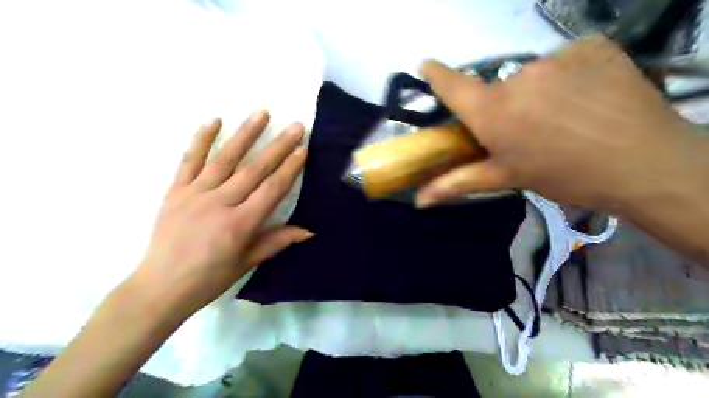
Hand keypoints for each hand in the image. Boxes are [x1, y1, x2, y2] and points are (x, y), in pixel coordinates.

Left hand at [133, 111, 310, 316]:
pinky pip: (188, 161)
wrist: (160, 286)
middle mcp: (220, 203)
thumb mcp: (248, 262)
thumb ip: (277, 241)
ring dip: (245, 134)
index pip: (271, 189)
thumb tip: (309, 230)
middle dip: (278, 146)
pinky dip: (201, 139)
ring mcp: (195, 194)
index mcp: (240, 224)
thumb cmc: (210, 278)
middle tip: (295, 126)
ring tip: (262, 113)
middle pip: (254, 170)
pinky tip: (214, 121)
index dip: (289, 169)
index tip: (303, 150)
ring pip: (225, 159)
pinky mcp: (175, 191)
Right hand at [417, 34, 696, 211]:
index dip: (436, 74)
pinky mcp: (590, 46)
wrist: (643, 163)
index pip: (452, 85)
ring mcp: (555, 59)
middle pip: (498, 89)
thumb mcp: (506, 178)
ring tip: (564, 117)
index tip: (427, 65)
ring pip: (533, 76)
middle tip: (529, 130)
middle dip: (506, 107)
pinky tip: (588, 98)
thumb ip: (457, 183)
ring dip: (539, 93)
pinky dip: (570, 77)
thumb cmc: (563, 176)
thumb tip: (418, 200)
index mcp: (492, 113)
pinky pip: (565, 62)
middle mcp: (516, 79)